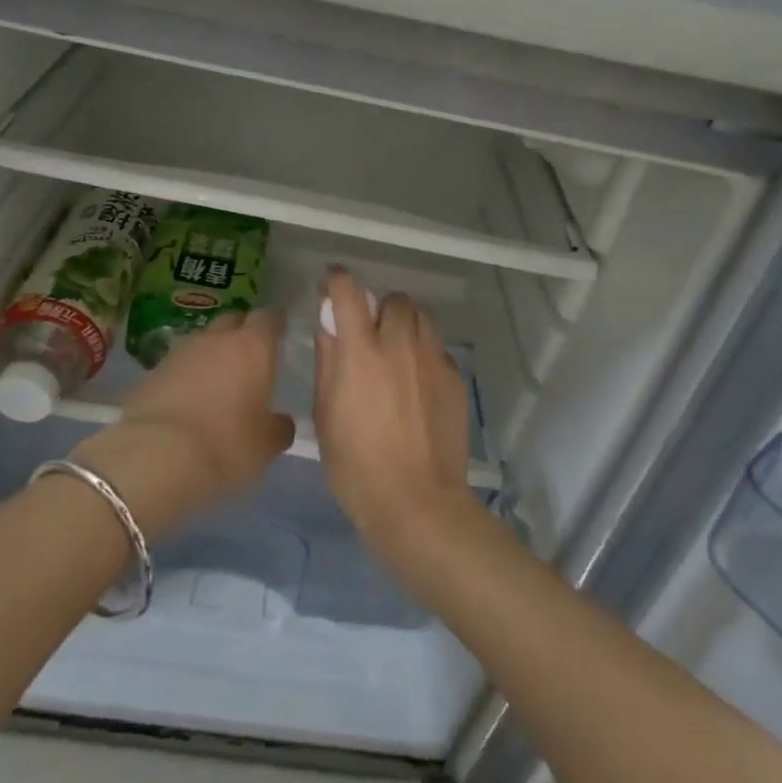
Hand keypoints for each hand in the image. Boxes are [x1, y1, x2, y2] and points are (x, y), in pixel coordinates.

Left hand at [76, 310, 294, 532]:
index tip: (280, 331)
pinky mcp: (151, 372)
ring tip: (217, 379)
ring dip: (211, 353)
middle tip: (249, 355)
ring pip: (202, 341)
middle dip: (241, 331)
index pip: (268, 317)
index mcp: (252, 346)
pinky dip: (186, 375)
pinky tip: (188, 398)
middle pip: (232, 320)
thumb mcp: (265, 445)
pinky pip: (177, 365)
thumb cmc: (225, 444)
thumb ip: (278, 428)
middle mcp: (216, 339)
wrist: (154, 456)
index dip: (275, 322)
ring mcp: (180, 352)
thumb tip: (281, 422)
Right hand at [312, 271, 473, 559]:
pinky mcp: (455, 378)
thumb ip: (328, 360)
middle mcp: (400, 344)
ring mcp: (433, 360)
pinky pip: (438, 349)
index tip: (333, 283)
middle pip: (395, 299)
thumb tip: (330, 324)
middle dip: (381, 309)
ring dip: (407, 325)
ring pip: (423, 318)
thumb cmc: (356, 464)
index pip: (349, 293)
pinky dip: (424, 355)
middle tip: (372, 335)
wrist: (416, 501)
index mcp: (361, 351)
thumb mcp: (326, 413)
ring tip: (399, 354)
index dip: (338, 281)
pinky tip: (418, 386)